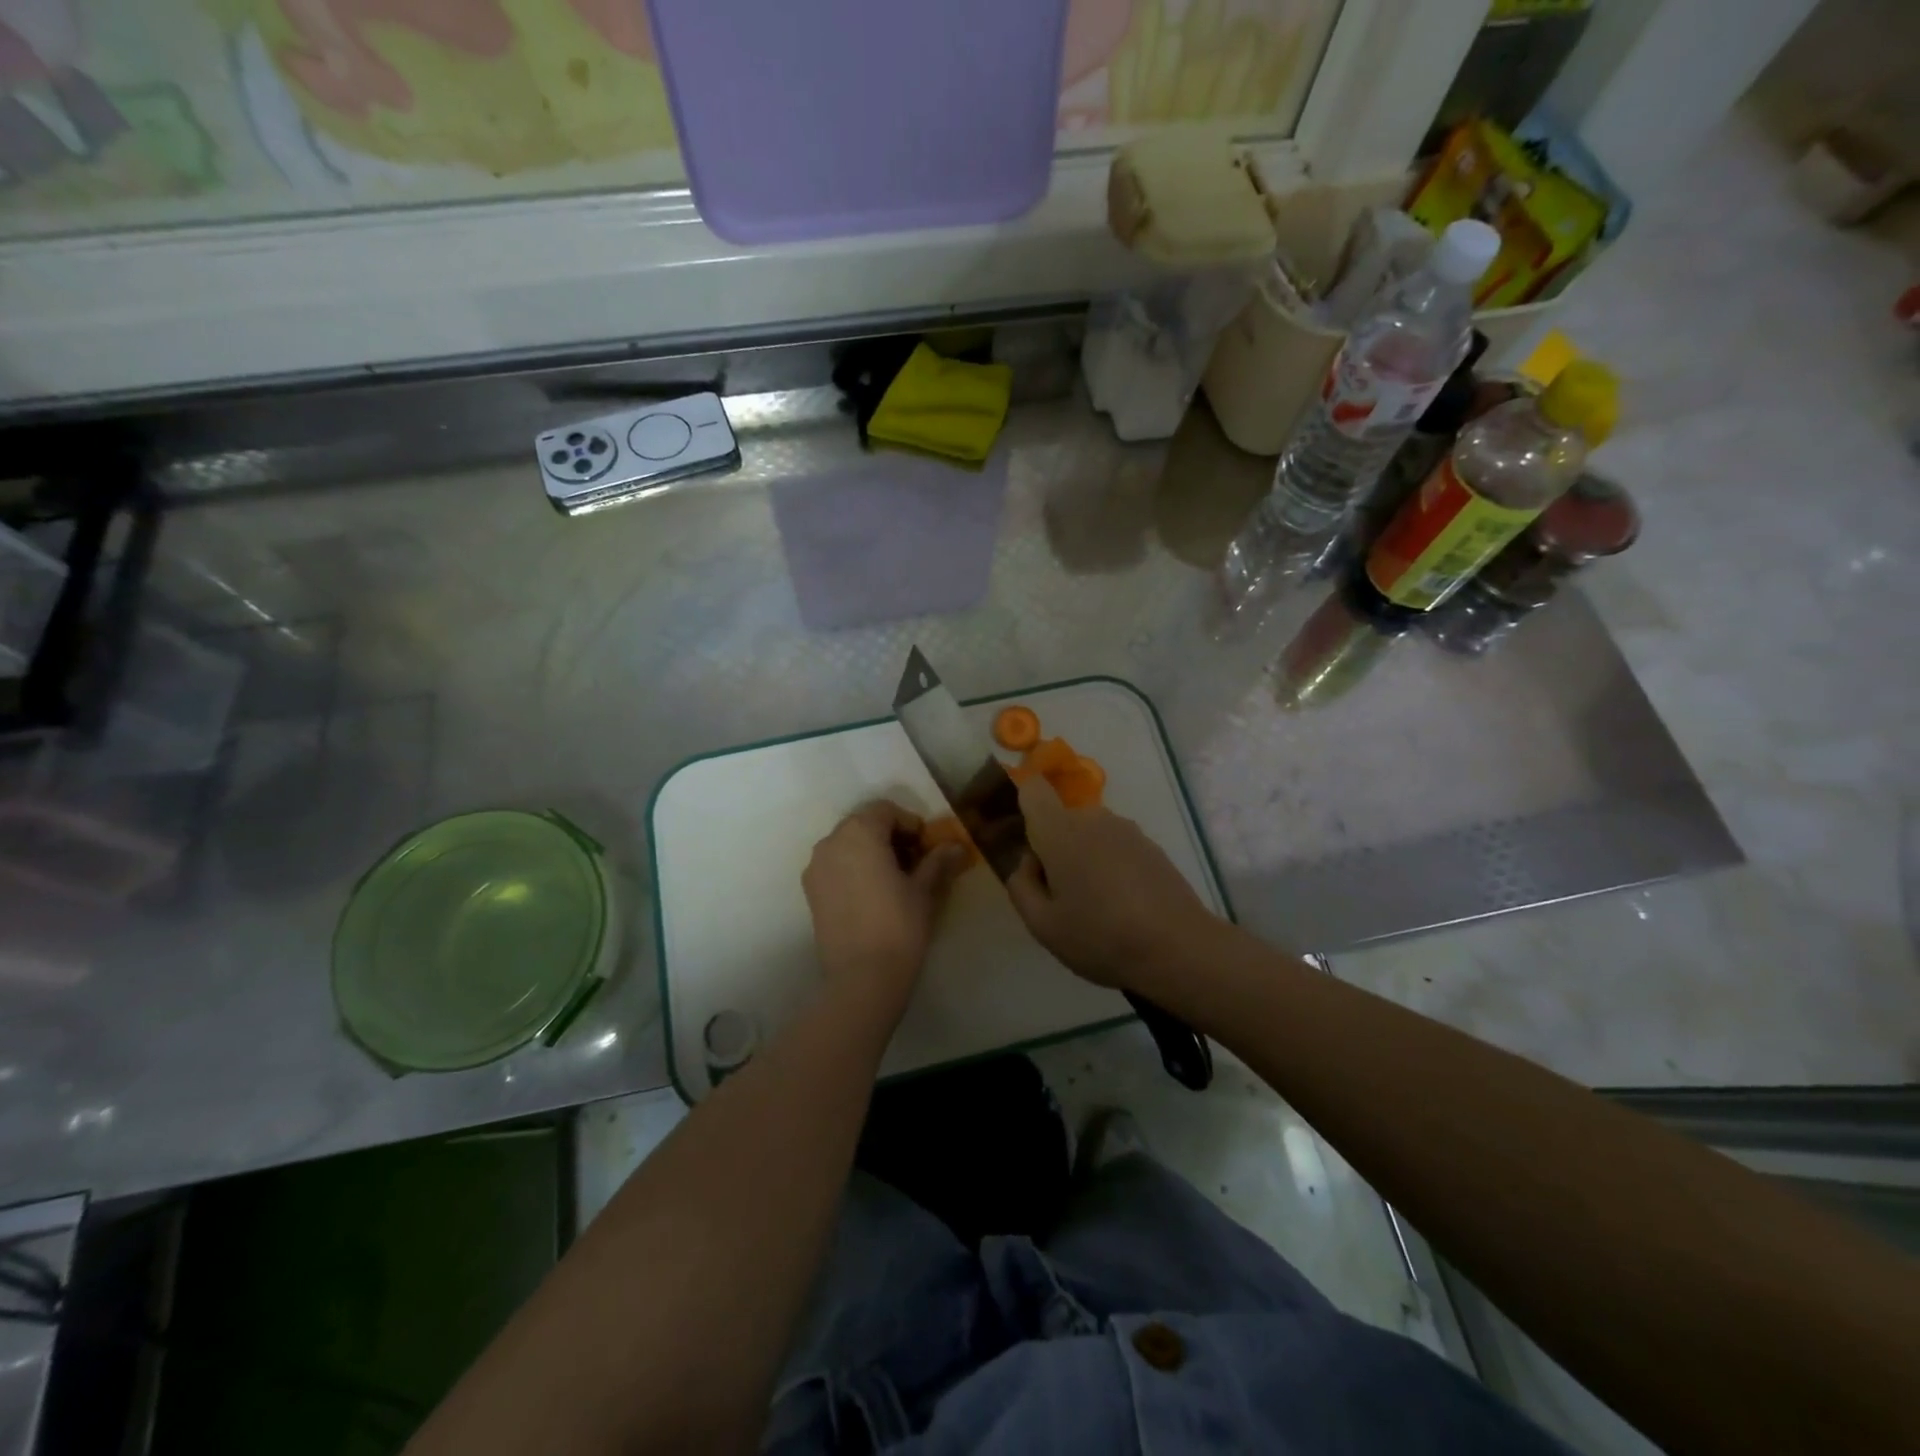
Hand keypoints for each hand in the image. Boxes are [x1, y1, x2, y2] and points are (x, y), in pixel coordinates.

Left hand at [802, 801, 968, 1019]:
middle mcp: (831, 842)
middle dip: (889, 836)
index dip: (910, 823)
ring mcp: (816, 867)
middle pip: (863, 824)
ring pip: (847, 845)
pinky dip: (853, 868)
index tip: (926, 847)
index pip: (886, 810)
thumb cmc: (899, 925)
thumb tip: (956, 846)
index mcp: (859, 832)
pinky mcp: (810, 891)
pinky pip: (835, 866)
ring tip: (893, 879)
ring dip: (870, 852)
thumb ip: (937, 861)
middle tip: (913, 862)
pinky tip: (872, 895)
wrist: (862, 977)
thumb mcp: (924, 890)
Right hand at [1007, 775, 1218, 990]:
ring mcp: (1127, 830)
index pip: (1033, 789)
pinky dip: (1110, 866)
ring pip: (1088, 834)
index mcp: (1059, 831)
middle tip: (1058, 895)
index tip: (1021, 840)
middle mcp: (1093, 818)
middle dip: (1052, 848)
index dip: (1021, 804)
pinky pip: (1115, 846)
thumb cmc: (1100, 936)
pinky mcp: (1150, 846)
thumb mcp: (1042, 924)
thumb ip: (1020, 885)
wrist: (1178, 948)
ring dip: (1082, 858)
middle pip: (1060, 819)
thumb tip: (1026, 862)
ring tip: (1094, 906)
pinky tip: (1121, 906)